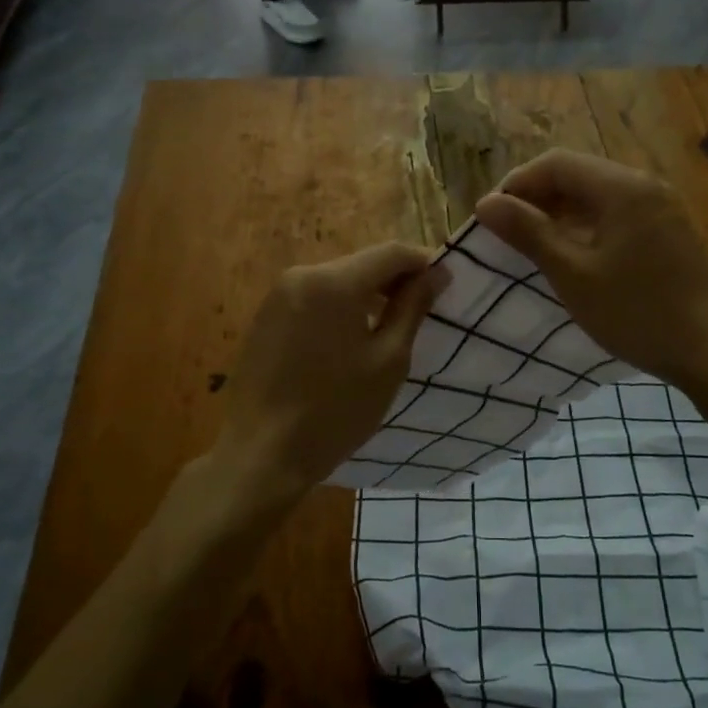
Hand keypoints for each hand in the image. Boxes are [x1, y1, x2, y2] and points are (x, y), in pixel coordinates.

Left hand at [214, 242, 445, 500]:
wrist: (260, 454)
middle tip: (423, 310)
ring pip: (337, 280)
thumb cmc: (334, 410)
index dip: (423, 263)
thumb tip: (436, 274)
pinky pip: (314, 298)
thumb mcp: (388, 361)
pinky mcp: (265, 317)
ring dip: (367, 294)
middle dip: (395, 280)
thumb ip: (412, 308)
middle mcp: (301, 275)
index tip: (446, 286)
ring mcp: (278, 295)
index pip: (391, 253)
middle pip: (361, 263)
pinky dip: (340, 308)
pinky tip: (351, 341)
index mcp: (334, 281)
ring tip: (390, 327)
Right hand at [475, 150, 707, 390]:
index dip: (517, 183)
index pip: (556, 164)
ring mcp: (661, 207)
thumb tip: (486, 203)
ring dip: (561, 212)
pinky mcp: (668, 230)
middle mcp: (645, 185)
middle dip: (537, 197)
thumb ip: (529, 233)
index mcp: (622, 188)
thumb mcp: (573, 274)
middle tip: (508, 232)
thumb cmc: (635, 312)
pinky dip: (587, 225)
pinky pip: (617, 213)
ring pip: (597, 194)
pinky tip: (573, 254)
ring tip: (533, 245)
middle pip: (578, 174)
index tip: (492, 217)